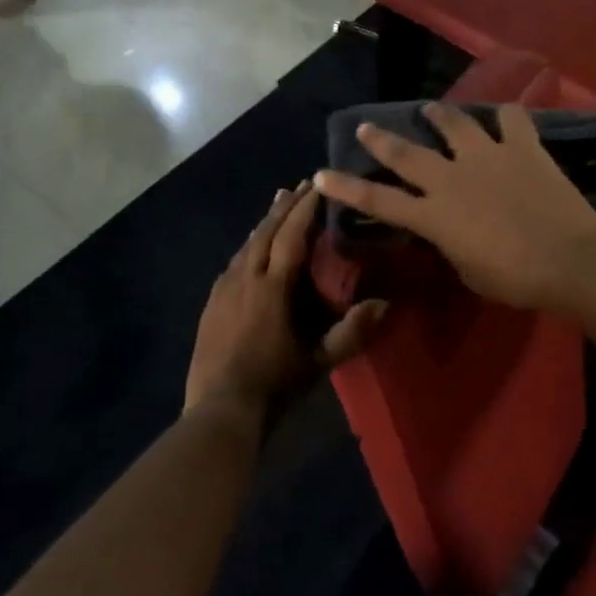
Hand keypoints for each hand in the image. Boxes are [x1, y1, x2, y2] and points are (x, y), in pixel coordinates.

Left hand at [184, 182, 387, 428]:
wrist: (220, 409)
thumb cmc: (274, 385)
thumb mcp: (319, 362)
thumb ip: (352, 332)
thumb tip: (385, 304)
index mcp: (273, 288)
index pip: (291, 237)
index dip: (305, 209)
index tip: (317, 186)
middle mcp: (245, 278)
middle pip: (265, 232)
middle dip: (284, 207)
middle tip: (301, 186)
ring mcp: (223, 290)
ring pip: (246, 245)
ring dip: (264, 223)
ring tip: (278, 205)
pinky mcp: (211, 303)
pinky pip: (233, 263)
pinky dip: (248, 246)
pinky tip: (250, 249)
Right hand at [312, 104, 595, 312]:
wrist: (570, 260)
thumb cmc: (516, 279)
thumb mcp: (468, 271)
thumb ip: (450, 245)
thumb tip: (449, 232)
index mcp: (434, 215)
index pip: (377, 201)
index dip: (345, 188)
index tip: (321, 175)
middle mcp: (452, 178)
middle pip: (406, 153)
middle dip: (380, 139)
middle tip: (366, 125)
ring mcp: (487, 156)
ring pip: (454, 123)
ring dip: (438, 114)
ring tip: (430, 108)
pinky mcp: (522, 147)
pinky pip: (512, 120)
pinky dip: (507, 117)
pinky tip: (506, 117)